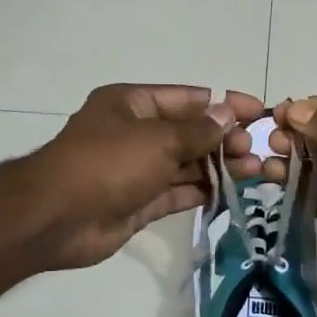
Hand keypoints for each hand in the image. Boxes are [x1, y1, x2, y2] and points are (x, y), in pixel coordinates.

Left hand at [28, 84, 263, 268]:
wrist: (57, 218)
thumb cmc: (109, 163)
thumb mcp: (158, 139)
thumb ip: (197, 131)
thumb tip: (228, 114)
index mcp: (132, 104)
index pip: (187, 98)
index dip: (223, 103)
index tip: (258, 112)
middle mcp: (134, 134)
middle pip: (188, 132)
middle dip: (223, 139)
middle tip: (255, 150)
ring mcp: (136, 170)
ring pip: (185, 164)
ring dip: (218, 166)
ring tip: (255, 171)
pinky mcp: (138, 203)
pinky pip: (176, 192)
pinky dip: (201, 191)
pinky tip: (230, 192)